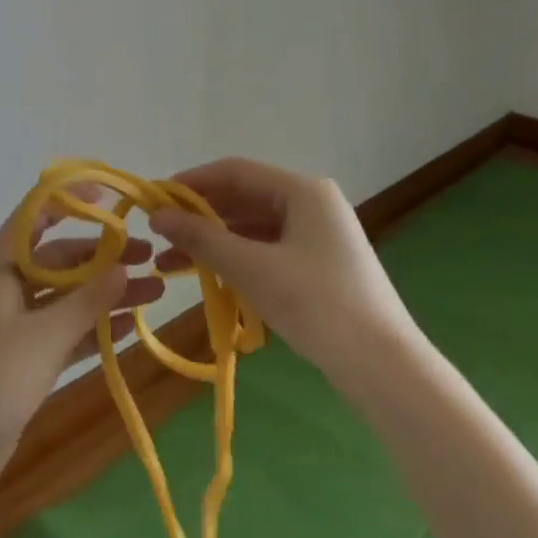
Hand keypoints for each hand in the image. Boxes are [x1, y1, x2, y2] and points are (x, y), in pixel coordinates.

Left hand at [0, 184, 163, 498]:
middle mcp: (9, 288)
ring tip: (156, 292)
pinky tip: (131, 328)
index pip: (35, 216)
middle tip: (149, 258)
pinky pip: (66, 332)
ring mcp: (17, 325)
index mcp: (2, 268)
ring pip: (69, 297)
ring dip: (107, 294)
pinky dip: (95, 328)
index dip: (69, 199)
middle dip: (103, 256)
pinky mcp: (26, 358)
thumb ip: (87, 301)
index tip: (110, 196)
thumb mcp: (43, 336)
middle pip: (61, 258)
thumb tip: (125, 267)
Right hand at [148, 157, 412, 370]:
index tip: (154, 199)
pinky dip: (236, 259)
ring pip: (253, 227)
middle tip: (159, 236)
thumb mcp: (251, 268)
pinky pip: (267, 249)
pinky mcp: (319, 265)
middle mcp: (312, 204)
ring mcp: (318, 236)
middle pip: (244, 198)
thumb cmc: (316, 303)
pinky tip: (209, 277)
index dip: (191, 182)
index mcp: (303, 191)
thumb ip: (202, 238)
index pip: (235, 171)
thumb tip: (157, 216)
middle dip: (199, 217)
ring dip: (213, 242)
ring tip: (171, 264)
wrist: (383, 366)